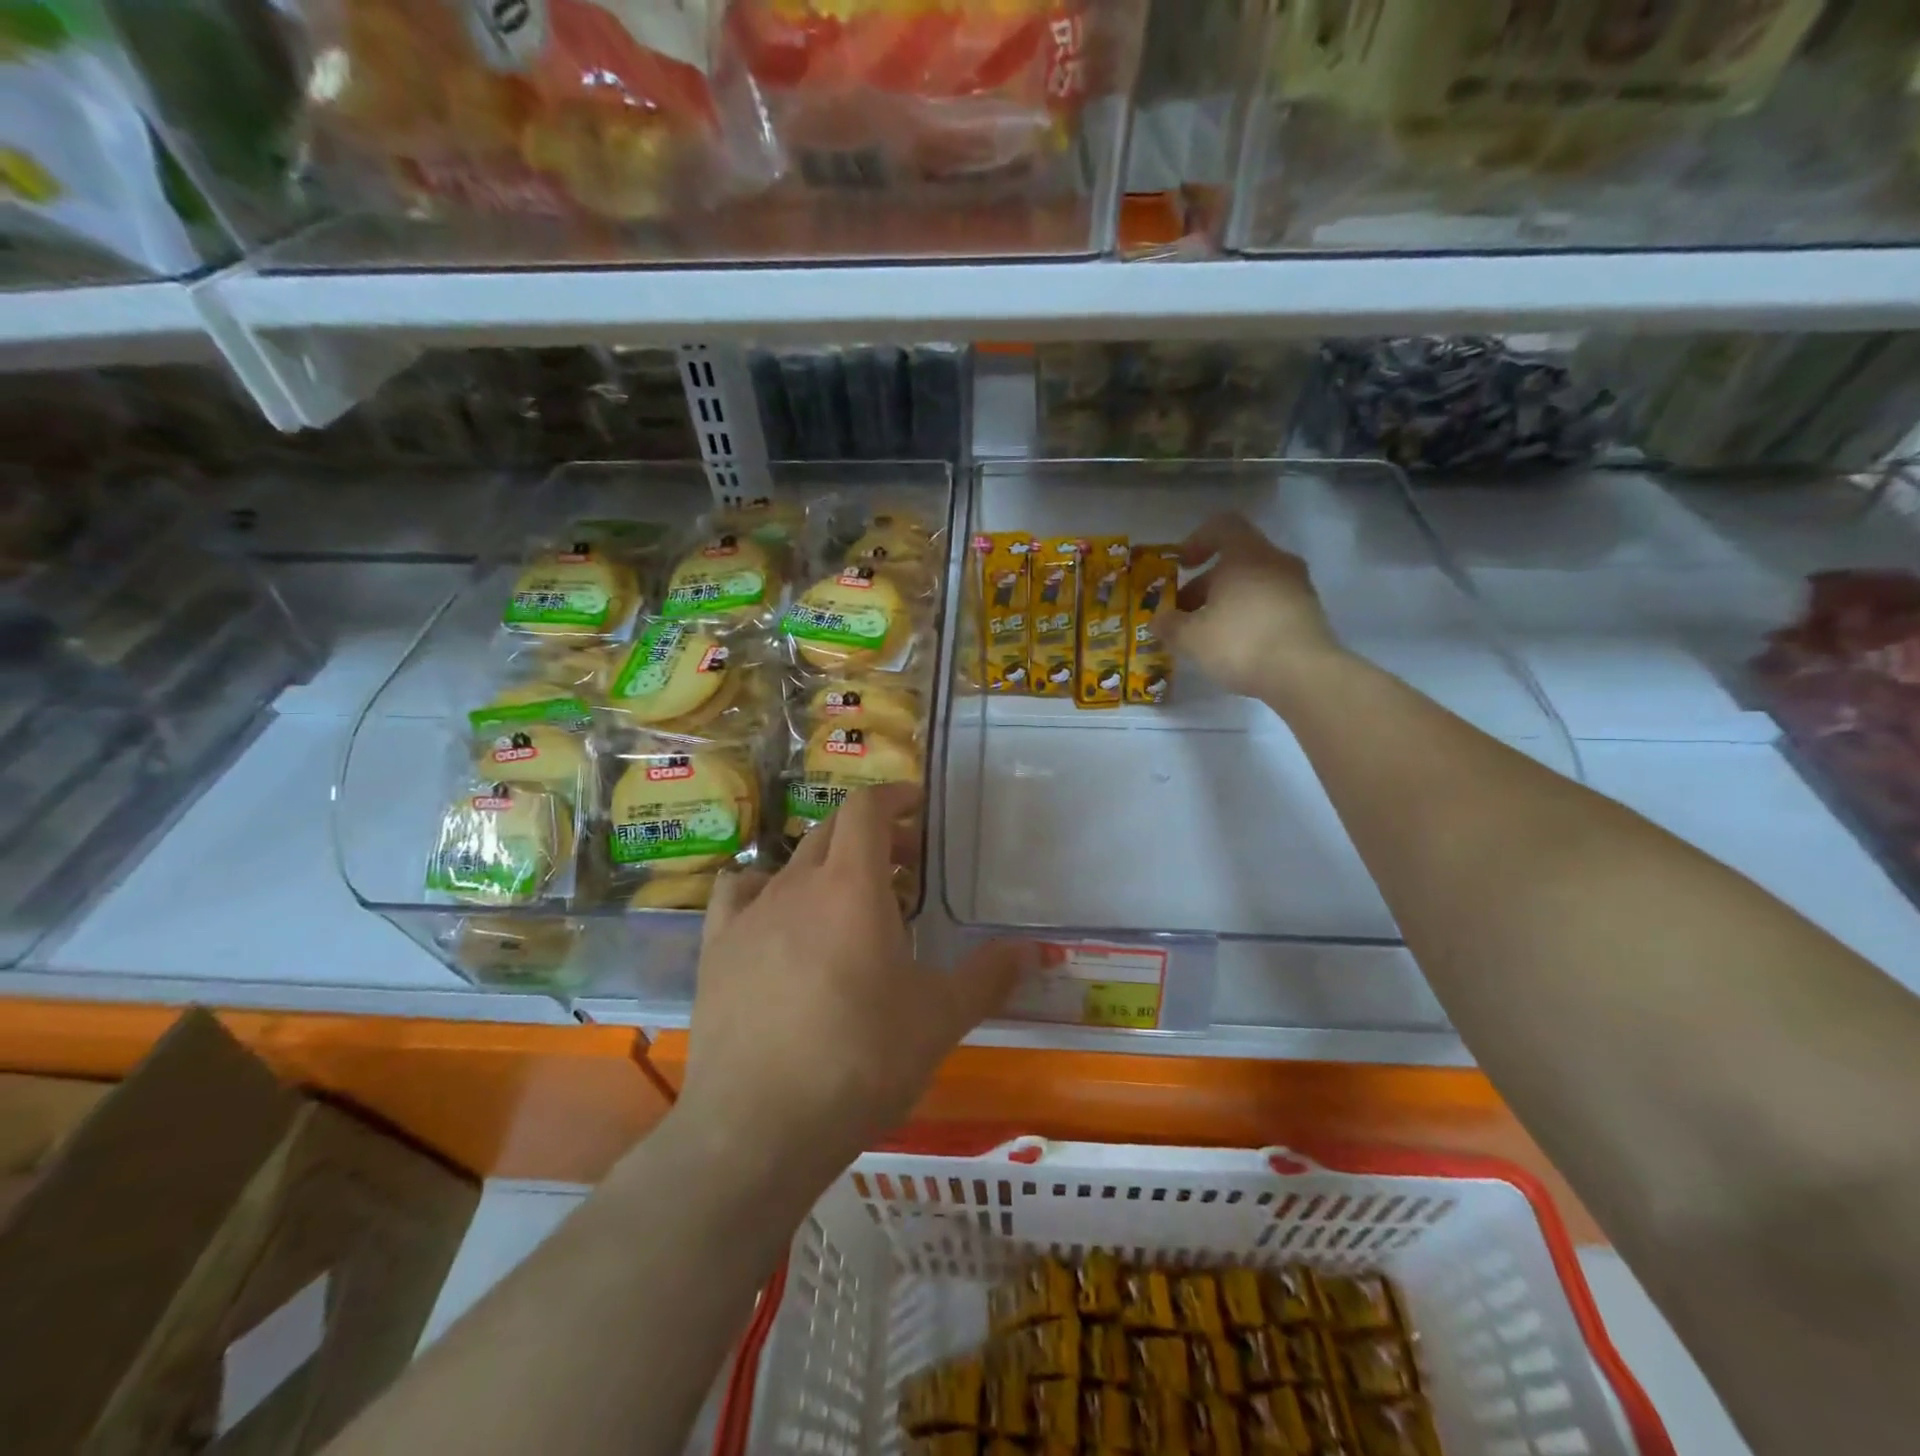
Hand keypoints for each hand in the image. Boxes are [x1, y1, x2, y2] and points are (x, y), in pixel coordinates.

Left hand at [677, 785, 1039, 1188]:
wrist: (759, 1125)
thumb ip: (988, 976)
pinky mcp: (716, 948)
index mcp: (852, 885)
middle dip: (873, 835)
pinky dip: (765, 890)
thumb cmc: (861, 1059)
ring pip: (791, 862)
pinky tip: (778, 921)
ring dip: (826, 865)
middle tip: (905, 868)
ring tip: (848, 901)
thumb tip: (1032, 950)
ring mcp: (750, 914)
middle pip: (833, 830)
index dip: (894, 797)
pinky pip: (739, 894)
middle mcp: (797, 884)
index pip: (867, 808)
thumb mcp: (939, 1018)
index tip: (918, 807)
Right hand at [1152, 512, 1345, 706]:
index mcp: (1246, 554)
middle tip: (1185, 614)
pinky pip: (1271, 604)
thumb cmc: (1240, 642)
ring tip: (1208, 635)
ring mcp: (1297, 587)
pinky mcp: (1309, 613)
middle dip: (1206, 585)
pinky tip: (1237, 646)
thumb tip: (1158, 620)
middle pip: (1236, 560)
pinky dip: (1250, 617)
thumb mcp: (1191, 638)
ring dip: (1227, 602)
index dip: (1197, 541)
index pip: (1222, 526)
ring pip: (1254, 584)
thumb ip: (1169, 625)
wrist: (1304, 674)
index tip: (1182, 566)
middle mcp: (1276, 561)